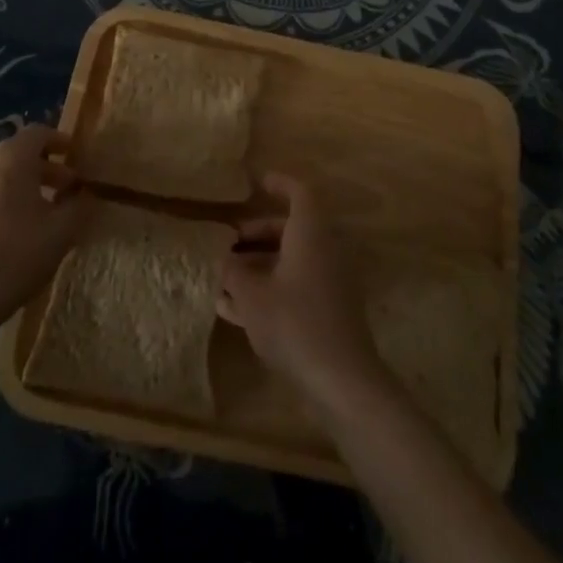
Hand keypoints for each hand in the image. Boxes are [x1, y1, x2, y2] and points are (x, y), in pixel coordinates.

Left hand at [0, 124, 91, 332]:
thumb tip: (83, 196)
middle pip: (17, 155)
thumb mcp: (62, 231)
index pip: (37, 133)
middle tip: (66, 190)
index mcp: (10, 159)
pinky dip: (0, 203)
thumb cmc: (15, 255)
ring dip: (21, 187)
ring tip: (41, 212)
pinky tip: (12, 231)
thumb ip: (78, 206)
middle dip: (44, 169)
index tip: (75, 155)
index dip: (59, 141)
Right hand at [217, 175, 386, 410]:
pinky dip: (270, 288)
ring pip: (292, 259)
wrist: (342, 380)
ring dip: (260, 264)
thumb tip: (221, 257)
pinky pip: (297, 285)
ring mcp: (331, 281)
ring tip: (225, 277)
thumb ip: (233, 271)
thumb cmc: (294, 323)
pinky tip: (236, 309)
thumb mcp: (252, 296)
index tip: (259, 183)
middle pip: (292, 228)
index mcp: (311, 234)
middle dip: (258, 233)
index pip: (300, 193)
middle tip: (229, 242)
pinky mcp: (330, 310)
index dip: (280, 184)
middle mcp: (325, 250)